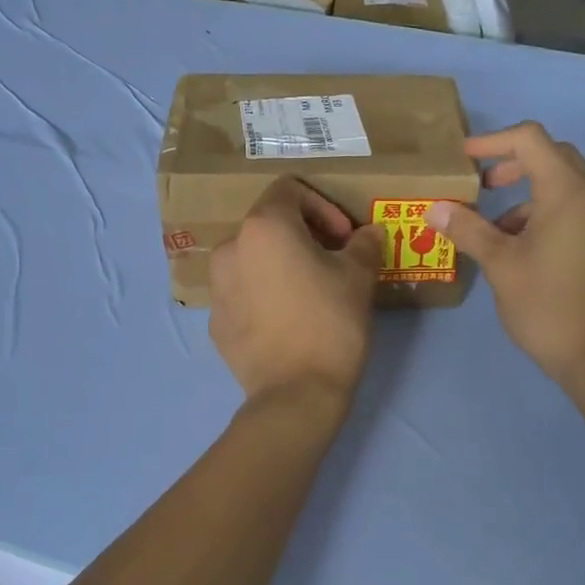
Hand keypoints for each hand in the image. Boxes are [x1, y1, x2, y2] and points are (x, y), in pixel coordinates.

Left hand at [209, 179, 383, 404]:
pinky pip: (241, 293)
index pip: (289, 190)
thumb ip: (363, 244)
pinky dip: (262, 295)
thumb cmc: (331, 323)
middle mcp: (230, 248)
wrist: (296, 394)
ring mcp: (216, 287)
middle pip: (267, 225)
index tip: (344, 238)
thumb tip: (369, 233)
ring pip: (251, 259)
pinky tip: (286, 321)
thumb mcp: (358, 277)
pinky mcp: (215, 321)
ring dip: (278, 264)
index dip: (323, 206)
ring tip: (306, 291)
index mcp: (263, 227)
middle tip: (331, 261)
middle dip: (302, 235)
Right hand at [425, 123, 584, 389]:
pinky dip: (549, 212)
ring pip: (567, 184)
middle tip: (482, 186)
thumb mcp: (500, 265)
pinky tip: (526, 248)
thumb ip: (468, 230)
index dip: (492, 141)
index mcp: (569, 191)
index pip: (530, 139)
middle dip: (513, 164)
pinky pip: (579, 208)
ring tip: (497, 229)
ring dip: (529, 193)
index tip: (464, 158)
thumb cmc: (547, 305)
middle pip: (553, 156)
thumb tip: (434, 208)